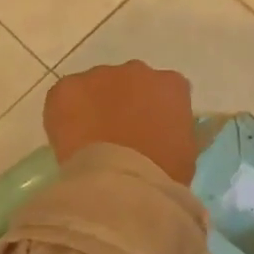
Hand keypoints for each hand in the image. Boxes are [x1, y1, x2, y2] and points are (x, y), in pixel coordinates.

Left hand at [44, 62, 196, 185]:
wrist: (119, 183)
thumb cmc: (162, 173)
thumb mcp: (187, 153)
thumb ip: (182, 132)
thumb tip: (173, 130)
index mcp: (172, 85)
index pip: (168, 90)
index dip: (158, 110)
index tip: (153, 131)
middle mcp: (138, 71)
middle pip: (132, 81)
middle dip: (127, 101)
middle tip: (120, 133)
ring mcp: (100, 76)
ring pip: (97, 85)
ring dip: (96, 103)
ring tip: (92, 137)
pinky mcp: (67, 87)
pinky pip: (66, 95)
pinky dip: (66, 111)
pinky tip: (69, 137)